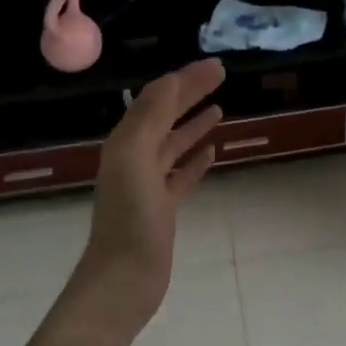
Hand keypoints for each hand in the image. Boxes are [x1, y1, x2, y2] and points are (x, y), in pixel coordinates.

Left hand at [60, 58, 225, 341]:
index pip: (158, 99)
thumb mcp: (136, 157)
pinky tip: (213, 152)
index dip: (185, 79)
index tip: (216, 65)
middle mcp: (134, 157)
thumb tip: (173, 79)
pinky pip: (181, 175)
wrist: (124, 279)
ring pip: (174, 144)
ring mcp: (148, 184)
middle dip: (191, 93)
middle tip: (222, 76)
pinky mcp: (162, 208)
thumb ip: (153, 117)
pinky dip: (196, 160)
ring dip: (194, 124)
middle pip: (166, 116)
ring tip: (219, 109)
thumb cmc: (130, 218)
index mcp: (126, 142)